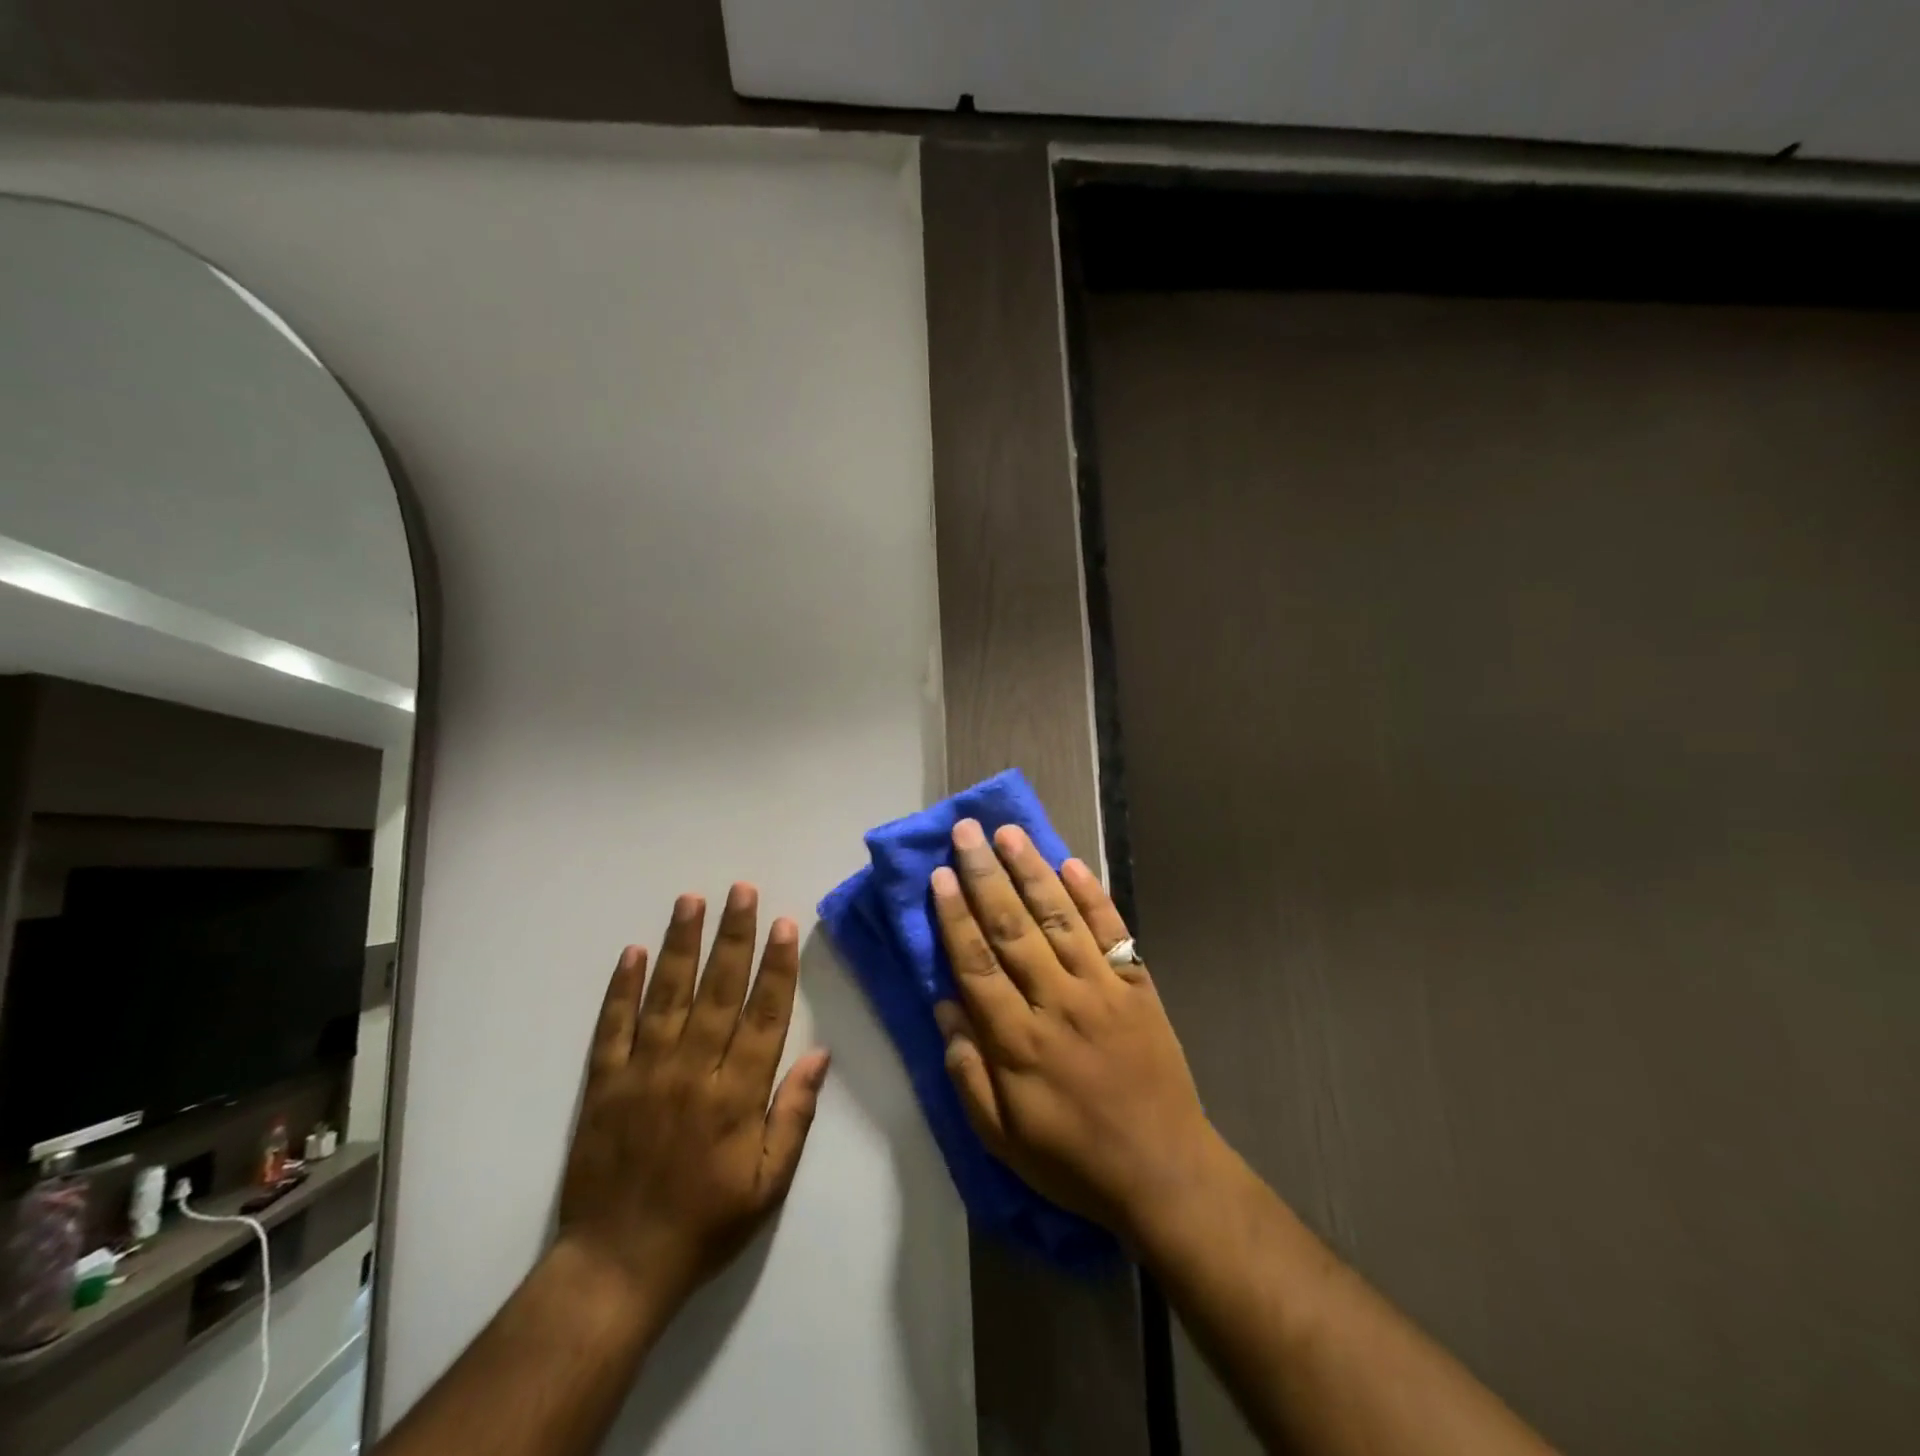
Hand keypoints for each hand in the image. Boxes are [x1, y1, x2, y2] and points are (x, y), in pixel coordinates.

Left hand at [557, 885, 830, 1316]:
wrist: (617, 1266)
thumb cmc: (705, 1224)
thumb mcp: (769, 1183)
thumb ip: (794, 1114)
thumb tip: (820, 1054)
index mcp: (736, 1094)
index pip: (764, 1014)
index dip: (776, 966)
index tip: (783, 924)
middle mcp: (692, 1070)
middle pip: (718, 990)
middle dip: (733, 937)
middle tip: (741, 891)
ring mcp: (644, 1072)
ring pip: (667, 995)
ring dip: (681, 944)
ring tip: (691, 901)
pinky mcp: (604, 1083)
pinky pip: (613, 1026)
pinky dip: (622, 987)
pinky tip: (633, 951)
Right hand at [930, 820, 1217, 1242]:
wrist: (1164, 1171)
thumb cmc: (1073, 1159)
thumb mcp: (1003, 1139)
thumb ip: (969, 1073)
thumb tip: (944, 1007)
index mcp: (1020, 1042)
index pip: (978, 965)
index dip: (955, 917)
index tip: (940, 875)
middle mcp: (1058, 1003)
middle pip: (1014, 929)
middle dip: (986, 876)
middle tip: (967, 832)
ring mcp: (1103, 989)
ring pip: (1060, 918)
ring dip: (1032, 872)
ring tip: (1009, 832)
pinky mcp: (1138, 985)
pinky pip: (1113, 932)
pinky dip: (1092, 896)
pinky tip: (1071, 863)